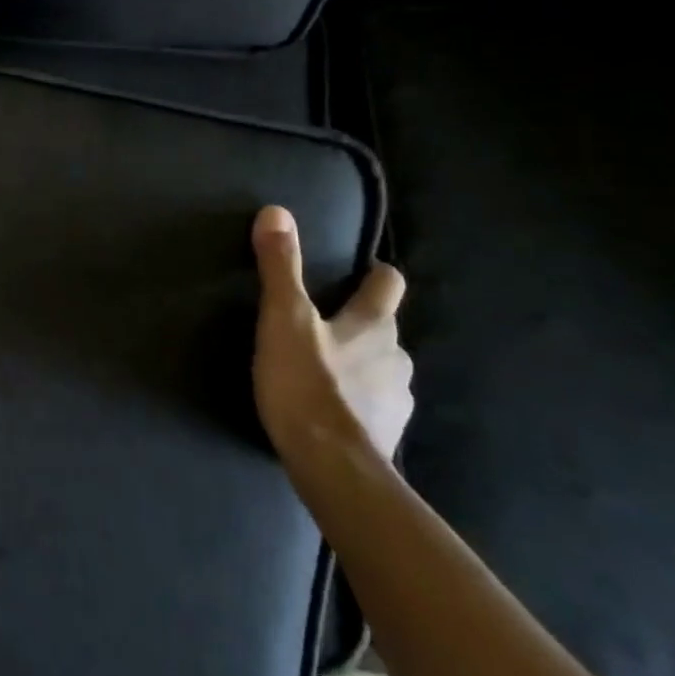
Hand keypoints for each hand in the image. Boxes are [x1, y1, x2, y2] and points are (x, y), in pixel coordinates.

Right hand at [250, 205, 412, 466]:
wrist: (331, 464)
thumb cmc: (306, 383)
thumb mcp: (283, 318)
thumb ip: (280, 267)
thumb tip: (277, 211)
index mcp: (374, 325)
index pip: (388, 285)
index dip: (375, 274)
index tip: (357, 272)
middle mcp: (396, 356)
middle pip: (384, 328)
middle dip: (360, 322)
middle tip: (323, 323)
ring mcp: (397, 397)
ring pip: (381, 367)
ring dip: (359, 363)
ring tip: (324, 368)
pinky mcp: (386, 431)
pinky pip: (374, 403)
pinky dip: (358, 399)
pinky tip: (332, 407)